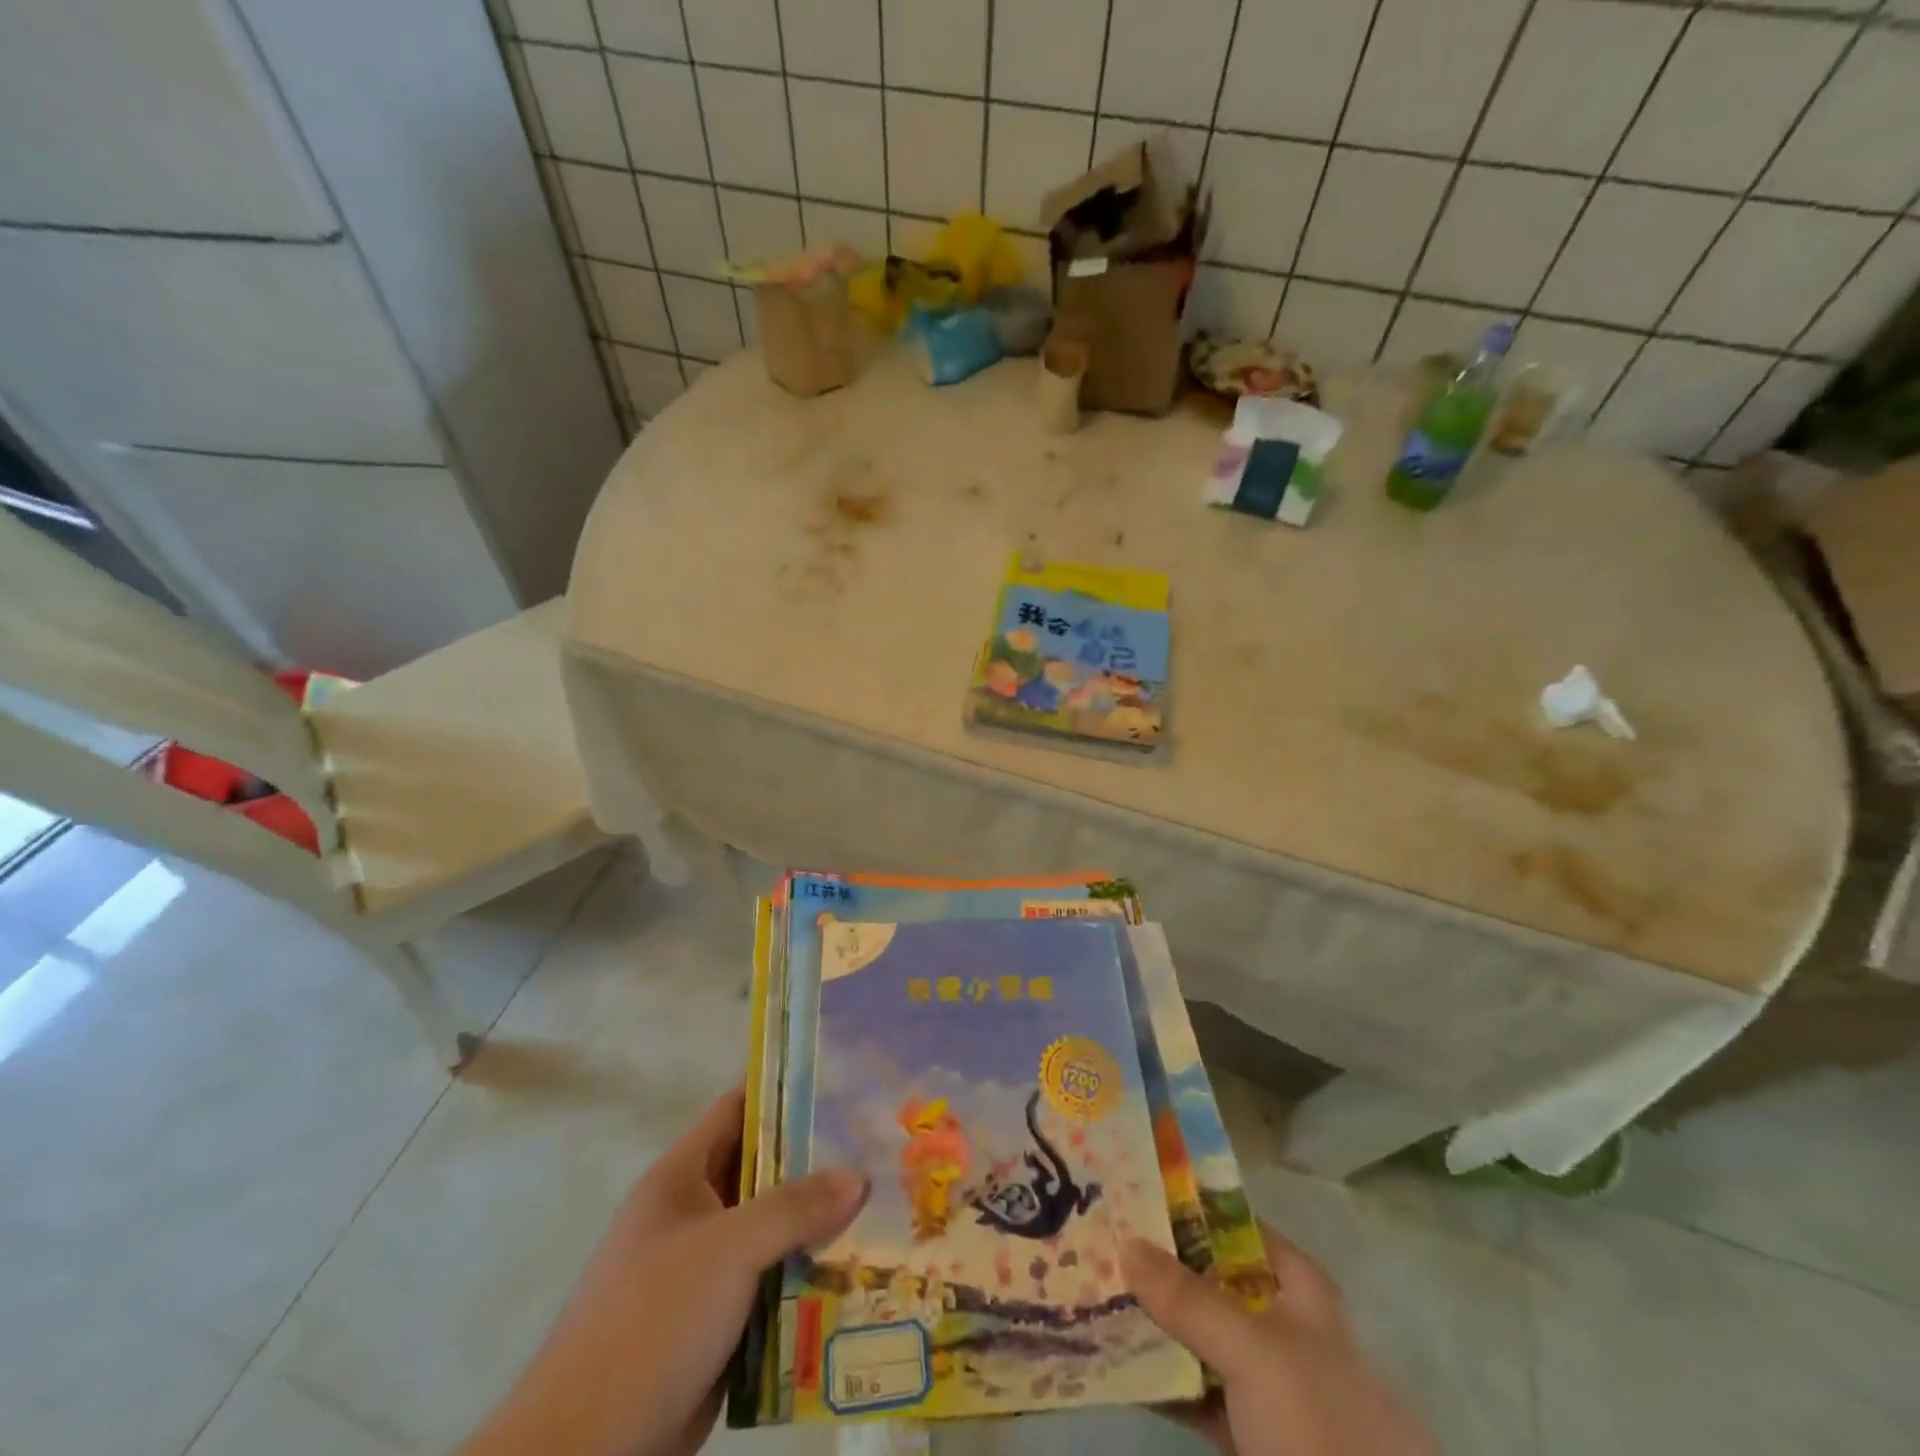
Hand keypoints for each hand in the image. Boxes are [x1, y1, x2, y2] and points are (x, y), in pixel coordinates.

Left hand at [457, 1087, 867, 1455]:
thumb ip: (795, 1207)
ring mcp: (699, 1271)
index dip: (783, 1092)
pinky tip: (851, 1274)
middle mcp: (690, 1215)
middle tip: (873, 1152)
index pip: (736, 1110)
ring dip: (814, 1225)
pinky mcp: (712, 1323)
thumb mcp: (729, 1249)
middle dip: (814, 1163)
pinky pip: (767, 1282)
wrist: (586, 1452)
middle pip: (760, 1171)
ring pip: (768, 1231)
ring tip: (877, 1209)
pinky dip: (802, 1276)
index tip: (839, 1086)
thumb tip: (859, 1175)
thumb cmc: (653, 1321)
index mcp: (679, 1178)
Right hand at [1121, 1223, 1437, 1455]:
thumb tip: (1124, 1242)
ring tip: (1095, 1292)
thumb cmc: (1319, 1428)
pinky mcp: (1247, 1436)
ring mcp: (1265, 1384)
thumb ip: (1188, 1297)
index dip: (1190, 1207)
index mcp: (1299, 1292)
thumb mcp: (1253, 1351)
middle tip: (1102, 1239)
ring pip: (1200, 1335)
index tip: (1135, 1191)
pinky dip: (1159, 1377)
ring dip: (1153, 1320)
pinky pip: (1194, 1390)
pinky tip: (1113, 1361)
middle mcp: (1282, 1327)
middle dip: (1160, 1264)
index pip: (1237, 1226)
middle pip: (1212, 1280)